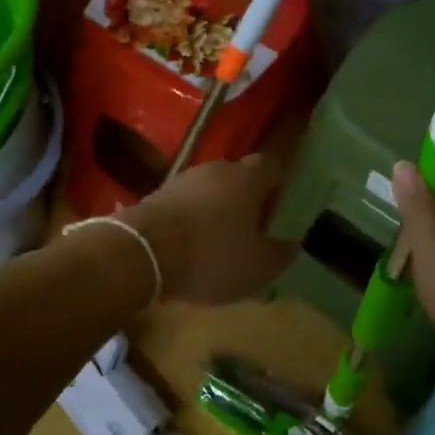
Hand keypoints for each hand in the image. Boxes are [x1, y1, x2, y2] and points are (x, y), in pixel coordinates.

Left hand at [118, 154, 297, 305]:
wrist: (141, 252)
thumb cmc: (211, 255)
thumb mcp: (257, 267)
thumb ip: (280, 254)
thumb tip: (293, 244)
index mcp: (246, 178)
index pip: (271, 167)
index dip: (278, 188)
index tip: (278, 214)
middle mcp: (216, 169)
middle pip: (239, 177)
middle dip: (246, 201)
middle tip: (250, 232)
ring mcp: (182, 179)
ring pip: (210, 190)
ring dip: (216, 211)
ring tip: (218, 244)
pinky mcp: (156, 194)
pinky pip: (185, 203)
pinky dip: (191, 220)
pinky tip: (189, 247)